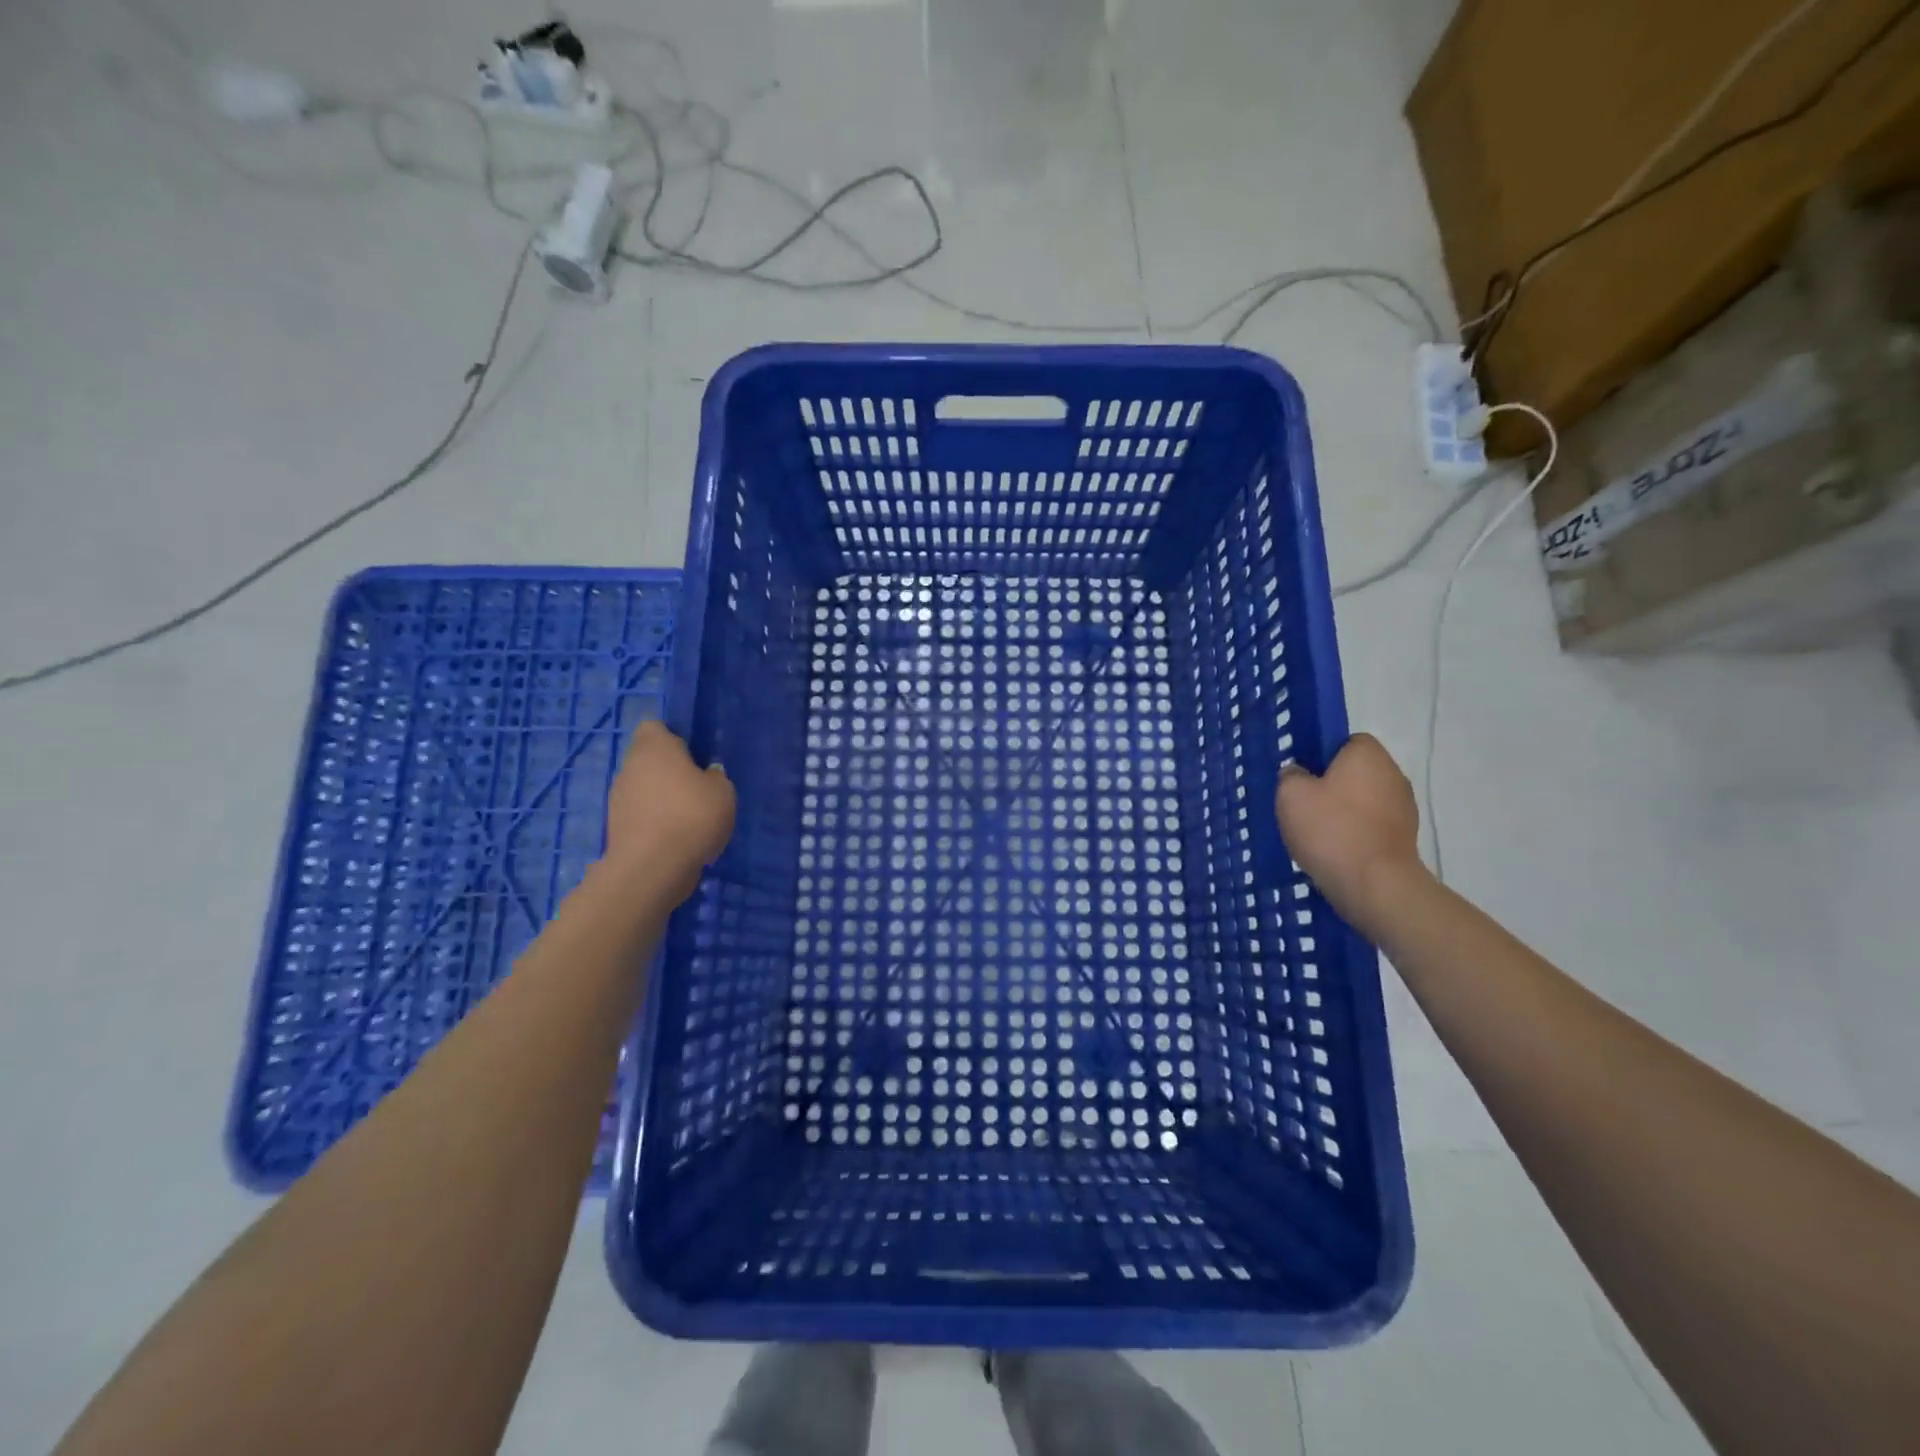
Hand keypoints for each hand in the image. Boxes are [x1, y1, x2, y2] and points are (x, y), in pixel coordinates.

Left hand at [604, 722, 734, 896]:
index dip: (674, 737)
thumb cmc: (692, 816)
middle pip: (649, 760)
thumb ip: (715, 777)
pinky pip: (641, 815)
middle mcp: (630, 767)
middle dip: (670, 771)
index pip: (655, 727)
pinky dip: (656, 823)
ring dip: (663, 799)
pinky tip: (678, 840)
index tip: (695, 755)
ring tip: (691, 820)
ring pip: (644, 789)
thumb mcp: (723, 791)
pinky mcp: (616, 827)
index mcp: (654, 748)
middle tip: (699, 789)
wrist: (652, 868)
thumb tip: (706, 776)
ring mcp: (618, 798)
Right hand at [1274, 733, 1423, 927]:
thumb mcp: (1290, 795)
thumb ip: (1290, 775)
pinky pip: (1371, 827)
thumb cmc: (1331, 829)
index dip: (1322, 755)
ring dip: (1343, 812)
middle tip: (1302, 805)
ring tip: (1315, 834)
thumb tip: (1298, 774)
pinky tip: (1334, 852)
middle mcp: (1393, 775)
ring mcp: (1404, 809)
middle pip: (1355, 772)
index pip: (1346, 741)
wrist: (1374, 885)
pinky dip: (1354, 835)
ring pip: (1363, 801)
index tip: (1303, 776)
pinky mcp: (1405, 839)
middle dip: (1331, 786)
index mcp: (1368, 755)